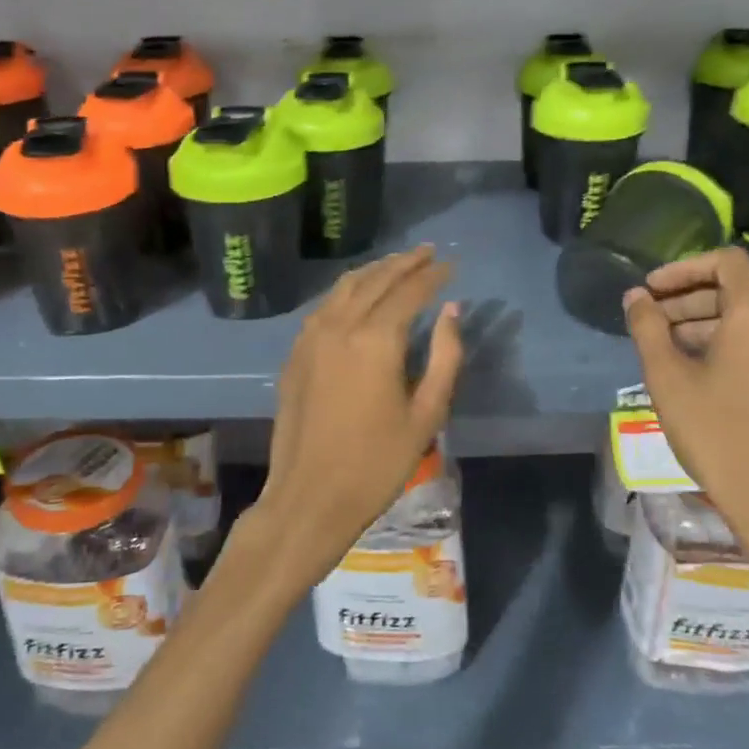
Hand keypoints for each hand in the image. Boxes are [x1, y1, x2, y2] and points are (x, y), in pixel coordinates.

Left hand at [240, 246, 462, 596]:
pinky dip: (346, 291)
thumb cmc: (377, 463)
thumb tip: (451, 311)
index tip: (452, 265)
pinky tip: (358, 295)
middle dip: (404, 262)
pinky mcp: (296, 353)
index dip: (433, 275)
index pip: (409, 291)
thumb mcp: (426, 415)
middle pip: (375, 280)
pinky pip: (324, 306)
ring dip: (374, 271)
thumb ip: (445, 357)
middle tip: (428, 252)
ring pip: (344, 287)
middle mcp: (340, 326)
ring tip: (397, 263)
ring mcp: (311, 337)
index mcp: (375, 340)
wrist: (310, 496)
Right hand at [625, 247, 748, 561]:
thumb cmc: (715, 433)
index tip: (651, 289)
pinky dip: (718, 346)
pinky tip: (689, 374)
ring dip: (698, 325)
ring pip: (740, 323)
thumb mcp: (667, 378)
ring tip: (660, 350)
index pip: (726, 262)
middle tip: (646, 321)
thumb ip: (647, 329)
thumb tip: (635, 297)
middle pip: (731, 293)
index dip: (683, 267)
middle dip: (684, 299)